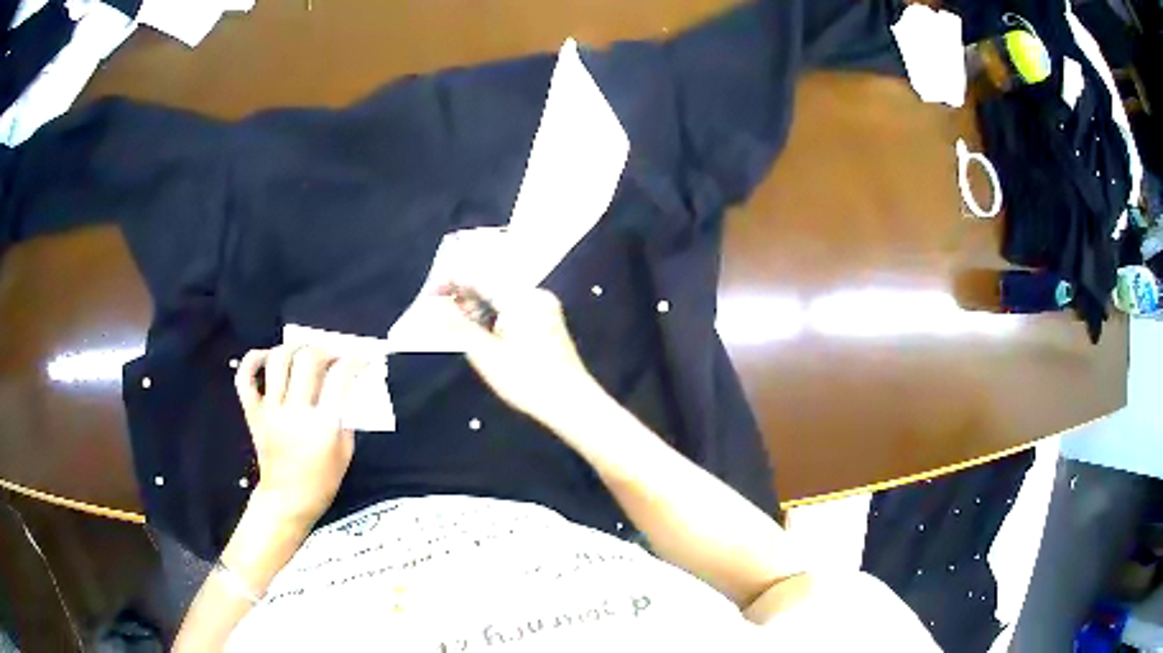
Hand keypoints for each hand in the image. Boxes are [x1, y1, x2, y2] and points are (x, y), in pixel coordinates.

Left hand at [234, 346, 362, 525]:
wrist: (287, 501)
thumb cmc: (321, 482)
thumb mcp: (345, 452)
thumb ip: (346, 418)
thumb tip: (346, 388)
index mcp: (322, 426)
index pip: (339, 378)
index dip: (352, 361)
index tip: (359, 359)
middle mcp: (294, 412)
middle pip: (307, 360)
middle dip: (324, 350)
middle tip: (331, 355)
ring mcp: (270, 411)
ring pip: (277, 361)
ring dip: (293, 349)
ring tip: (302, 353)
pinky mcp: (253, 413)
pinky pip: (244, 379)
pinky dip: (252, 360)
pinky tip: (266, 356)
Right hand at [443, 287, 605, 428]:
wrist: (573, 403)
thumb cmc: (527, 380)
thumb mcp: (486, 355)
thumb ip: (458, 326)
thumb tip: (436, 307)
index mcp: (521, 298)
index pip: (480, 277)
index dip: (451, 281)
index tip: (429, 294)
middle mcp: (536, 295)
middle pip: (492, 284)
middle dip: (463, 294)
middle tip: (437, 309)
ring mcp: (545, 308)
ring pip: (503, 297)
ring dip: (477, 305)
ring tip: (454, 321)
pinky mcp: (548, 323)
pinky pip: (514, 308)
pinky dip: (494, 315)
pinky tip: (480, 329)